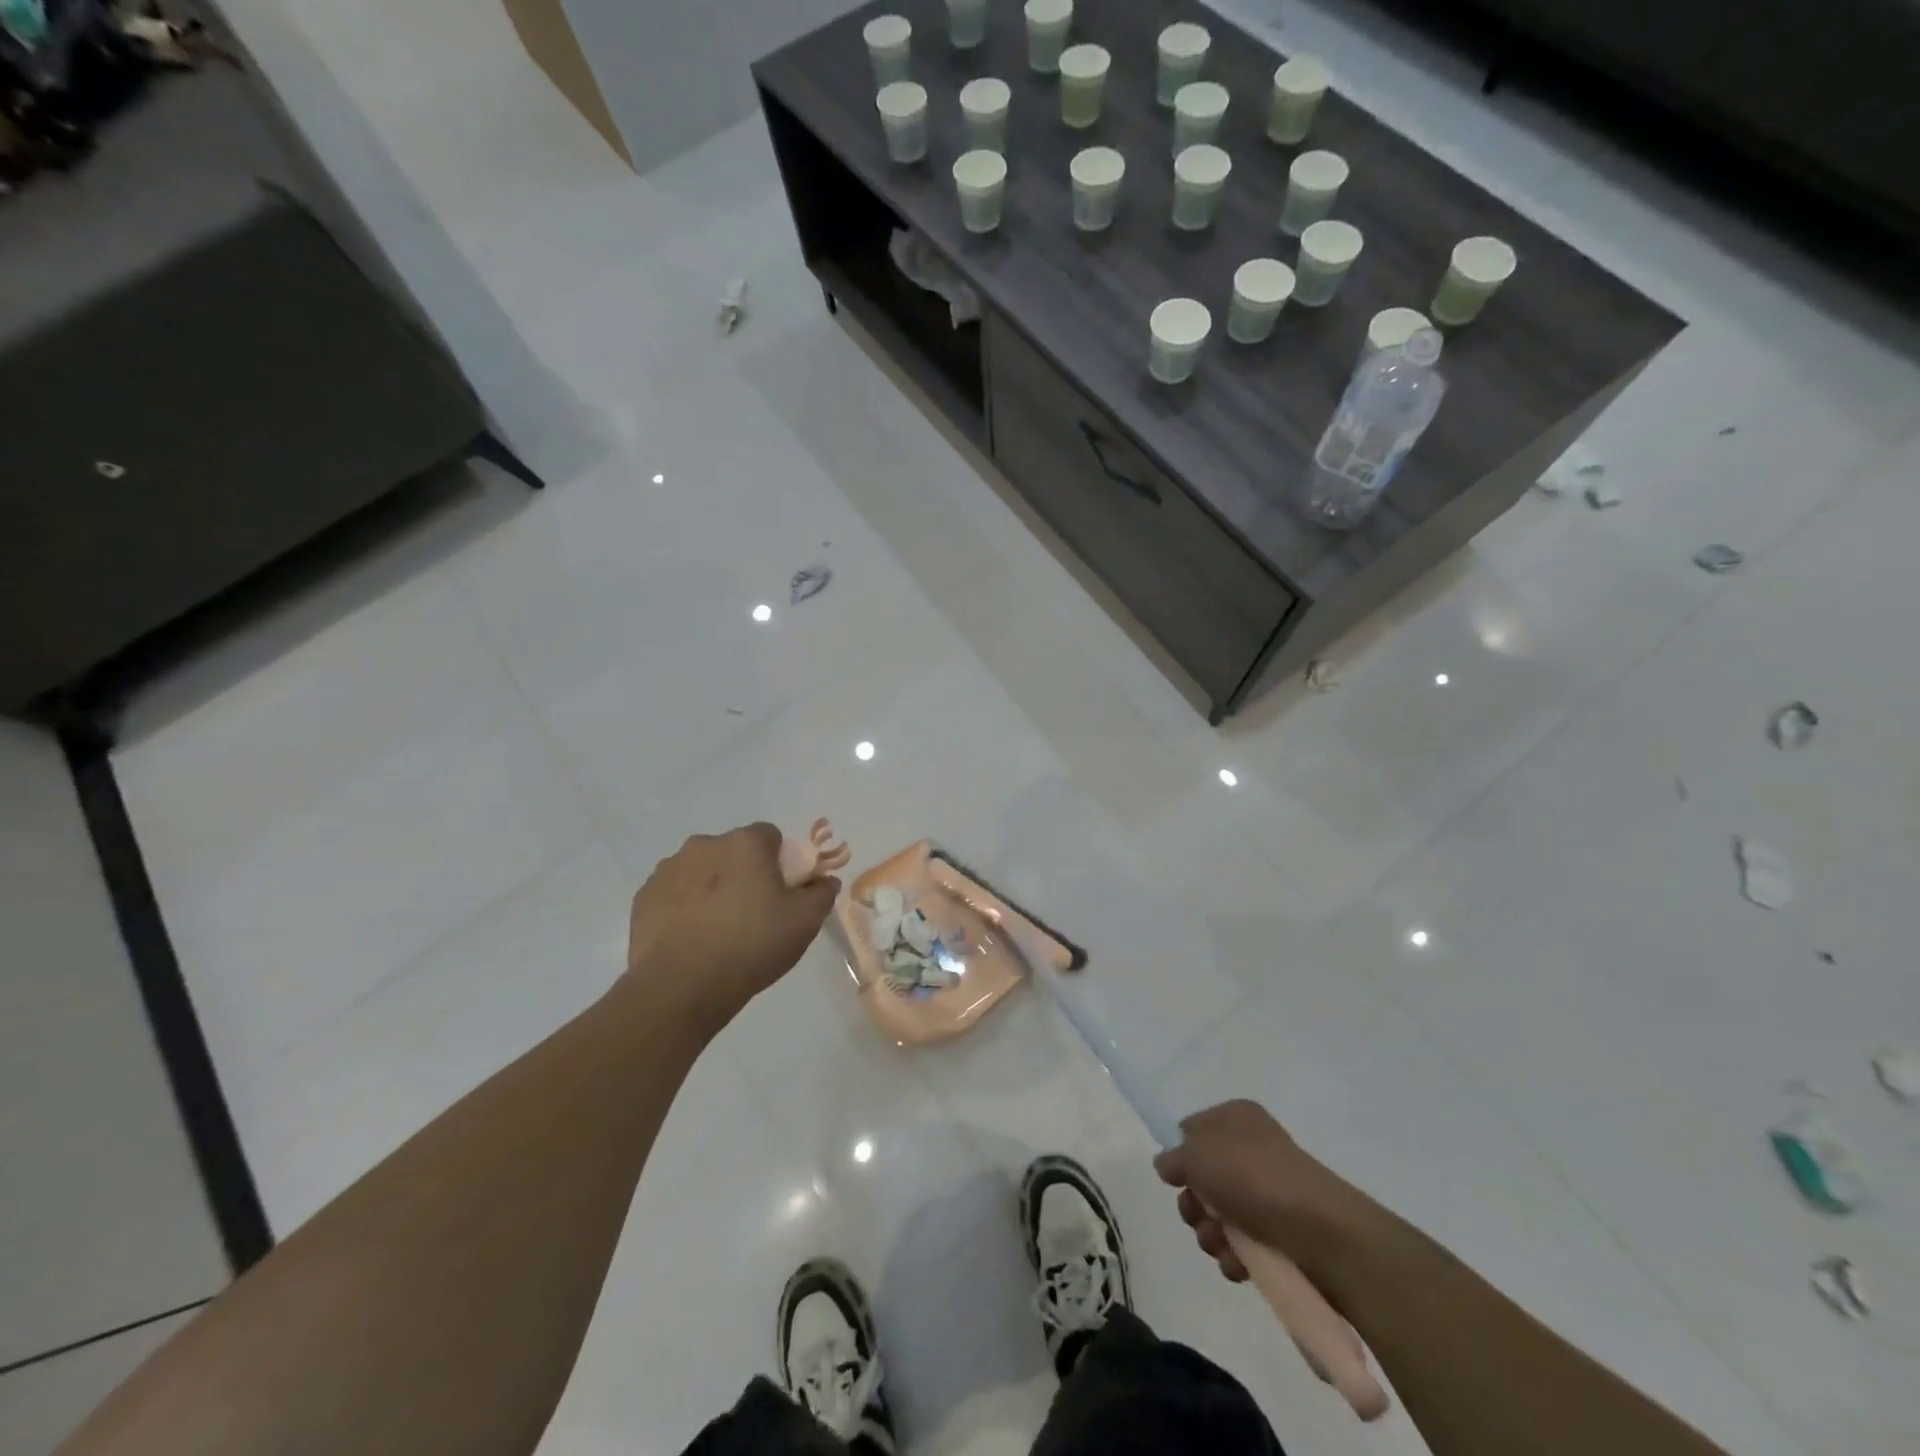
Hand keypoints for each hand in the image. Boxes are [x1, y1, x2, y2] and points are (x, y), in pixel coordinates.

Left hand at [623, 823, 839, 1032]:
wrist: (680, 988)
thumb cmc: (751, 945)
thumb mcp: (804, 923)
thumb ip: (821, 893)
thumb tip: (825, 880)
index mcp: (744, 844)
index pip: (770, 836)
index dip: (780, 862)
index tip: (782, 893)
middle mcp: (704, 845)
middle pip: (733, 852)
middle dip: (744, 873)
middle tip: (754, 913)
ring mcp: (668, 869)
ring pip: (701, 870)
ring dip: (712, 888)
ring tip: (719, 930)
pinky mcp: (644, 897)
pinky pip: (674, 893)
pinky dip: (684, 907)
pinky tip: (692, 939)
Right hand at [1154, 1100, 1361, 1283]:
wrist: (1324, 1233)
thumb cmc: (1254, 1178)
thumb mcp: (1198, 1155)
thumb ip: (1174, 1158)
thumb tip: (1167, 1165)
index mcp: (1236, 1118)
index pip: (1192, 1129)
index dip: (1182, 1154)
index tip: (1178, 1177)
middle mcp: (1251, 1149)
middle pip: (1203, 1177)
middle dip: (1194, 1204)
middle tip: (1200, 1215)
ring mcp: (1268, 1193)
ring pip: (1219, 1215)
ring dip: (1211, 1235)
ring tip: (1224, 1245)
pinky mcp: (1282, 1234)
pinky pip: (1244, 1245)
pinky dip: (1235, 1256)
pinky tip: (1241, 1264)